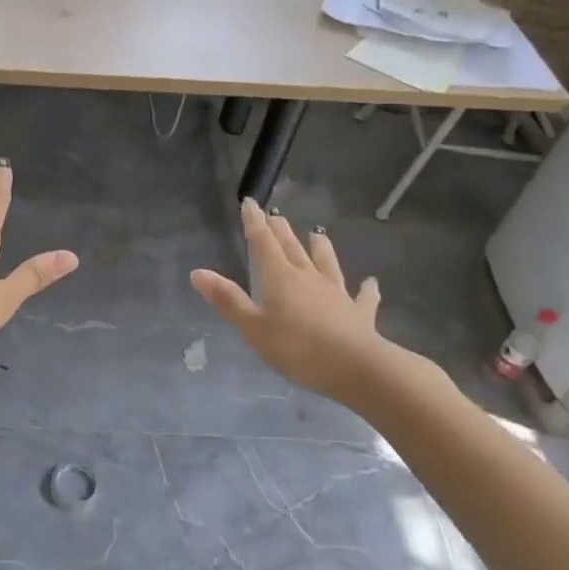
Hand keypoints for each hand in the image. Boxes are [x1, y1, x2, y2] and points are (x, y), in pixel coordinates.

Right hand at [191, 199, 413, 404]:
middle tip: (276, 215)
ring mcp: (337, 293)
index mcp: (280, 278)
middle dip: (281, 231)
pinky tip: (371, 283)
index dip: (254, 222)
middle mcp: (309, 278)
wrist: (354, 367)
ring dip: (321, 248)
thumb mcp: (253, 327)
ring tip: (318, 234)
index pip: (263, 243)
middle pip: (293, 248)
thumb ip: (228, 300)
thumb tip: (198, 272)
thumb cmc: (296, 348)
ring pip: (327, 263)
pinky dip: (366, 289)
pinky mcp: (359, 313)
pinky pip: (362, 297)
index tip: (250, 202)